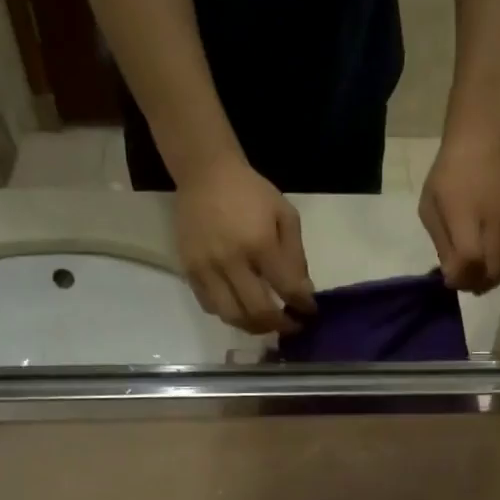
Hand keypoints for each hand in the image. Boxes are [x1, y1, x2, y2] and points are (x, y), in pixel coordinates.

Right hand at [176, 156, 315, 333]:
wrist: (205, 173)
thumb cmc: (251, 192)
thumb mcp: (285, 215)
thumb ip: (295, 255)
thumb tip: (303, 292)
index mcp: (259, 244)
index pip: (287, 290)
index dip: (302, 306)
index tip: (310, 312)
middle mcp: (231, 261)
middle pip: (258, 312)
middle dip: (281, 326)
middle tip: (291, 326)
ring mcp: (206, 268)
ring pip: (232, 316)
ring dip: (253, 327)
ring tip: (267, 323)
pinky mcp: (189, 270)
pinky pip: (209, 306)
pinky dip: (229, 314)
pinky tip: (241, 308)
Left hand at [420, 131, 499, 293]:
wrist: (482, 143)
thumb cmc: (448, 174)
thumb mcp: (430, 206)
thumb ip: (441, 242)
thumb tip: (452, 274)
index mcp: (465, 214)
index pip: (470, 259)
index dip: (460, 278)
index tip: (449, 280)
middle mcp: (493, 220)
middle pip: (491, 270)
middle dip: (474, 284)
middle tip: (462, 283)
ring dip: (490, 280)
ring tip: (476, 278)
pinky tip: (489, 265)